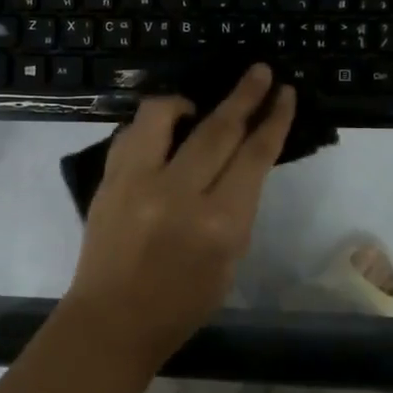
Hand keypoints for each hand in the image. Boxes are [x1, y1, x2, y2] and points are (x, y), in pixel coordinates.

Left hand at [63, 65, 296, 363]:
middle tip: (259, 71)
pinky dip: (151, 126)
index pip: (254, 156)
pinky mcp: (109, 180)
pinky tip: (162, 133)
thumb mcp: (229, 260)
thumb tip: (240, 161)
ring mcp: (137, 182)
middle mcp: (178, 194)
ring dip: (188, 100)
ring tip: (197, 104)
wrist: (112, 320)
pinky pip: (132, 133)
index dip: (273, 120)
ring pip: (164, 115)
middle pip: (218, 128)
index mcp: (219, 223)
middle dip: (245, 95)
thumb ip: (237, 207)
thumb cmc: (181, 304)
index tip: (284, 93)